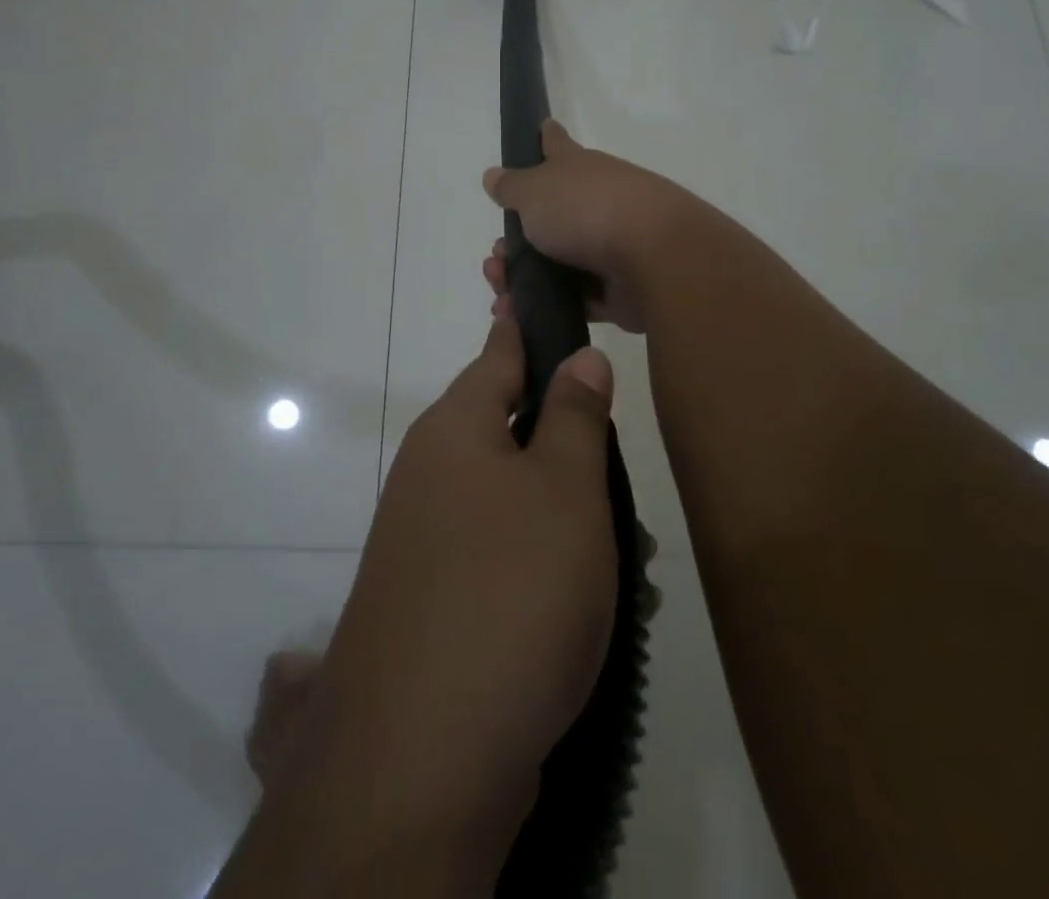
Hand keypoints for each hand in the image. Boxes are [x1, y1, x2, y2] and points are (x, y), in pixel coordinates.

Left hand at [258, 311, 617, 876]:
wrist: (421, 756)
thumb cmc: (510, 591)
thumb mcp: (563, 491)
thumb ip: (573, 416)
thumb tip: (578, 356)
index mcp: (456, 429)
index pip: (499, 351)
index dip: (528, 322)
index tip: (546, 293)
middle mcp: (432, 473)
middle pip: (512, 430)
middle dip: (572, 448)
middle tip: (626, 482)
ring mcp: (427, 538)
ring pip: (514, 499)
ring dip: (569, 518)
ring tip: (628, 560)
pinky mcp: (435, 599)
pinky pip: (502, 555)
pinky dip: (546, 566)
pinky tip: (590, 608)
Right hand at [482, 120, 699, 332]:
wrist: (655, 258)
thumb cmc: (587, 210)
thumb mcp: (535, 191)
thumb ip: (511, 186)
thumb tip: (493, 175)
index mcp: (577, 169)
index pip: (556, 144)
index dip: (544, 137)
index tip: (539, 129)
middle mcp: (596, 201)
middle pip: (550, 215)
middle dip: (516, 238)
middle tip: (495, 258)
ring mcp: (609, 245)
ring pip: (558, 261)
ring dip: (525, 277)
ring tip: (501, 293)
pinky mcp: (618, 287)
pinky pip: (575, 298)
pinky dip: (548, 306)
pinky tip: (521, 315)